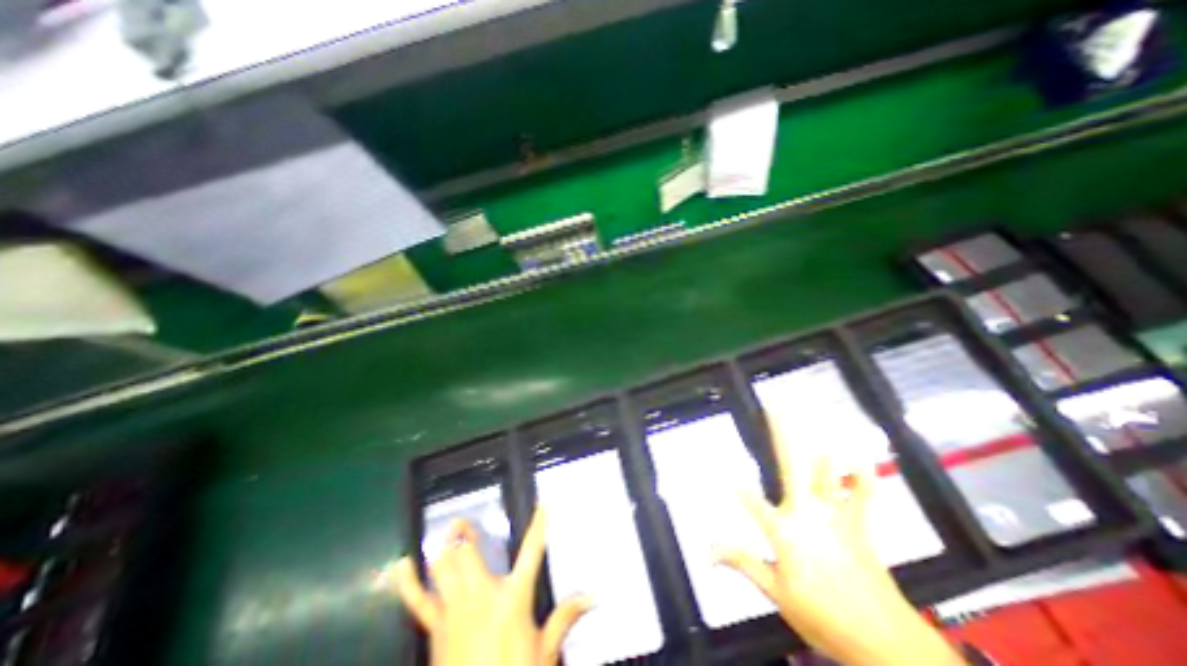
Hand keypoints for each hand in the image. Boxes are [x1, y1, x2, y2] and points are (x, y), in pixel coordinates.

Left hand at [394, 511, 591, 665]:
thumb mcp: (545, 652)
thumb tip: (594, 597)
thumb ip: (566, 616)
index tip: (542, 504)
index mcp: (512, 598)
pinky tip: (401, 564)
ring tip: (447, 530)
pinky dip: (409, 582)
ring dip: (443, 547)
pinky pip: (418, 601)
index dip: (539, 525)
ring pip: (443, 567)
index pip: (532, 551)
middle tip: (464, 520)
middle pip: (468, 553)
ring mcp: (454, 610)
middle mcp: (481, 595)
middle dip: (465, 532)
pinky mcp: (435, 628)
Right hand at [718, 412, 966, 665]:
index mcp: (785, 530)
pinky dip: (863, 478)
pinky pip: (865, 496)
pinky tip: (859, 460)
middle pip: (790, 465)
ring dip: (818, 446)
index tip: (719, 465)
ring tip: (815, 418)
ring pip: (827, 472)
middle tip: (774, 408)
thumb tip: (707, 552)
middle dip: (780, 434)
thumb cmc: (824, 617)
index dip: (734, 483)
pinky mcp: (859, 524)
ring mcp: (836, 515)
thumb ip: (742, 563)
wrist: (887, 644)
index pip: (751, 500)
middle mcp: (808, 512)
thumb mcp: (776, 593)